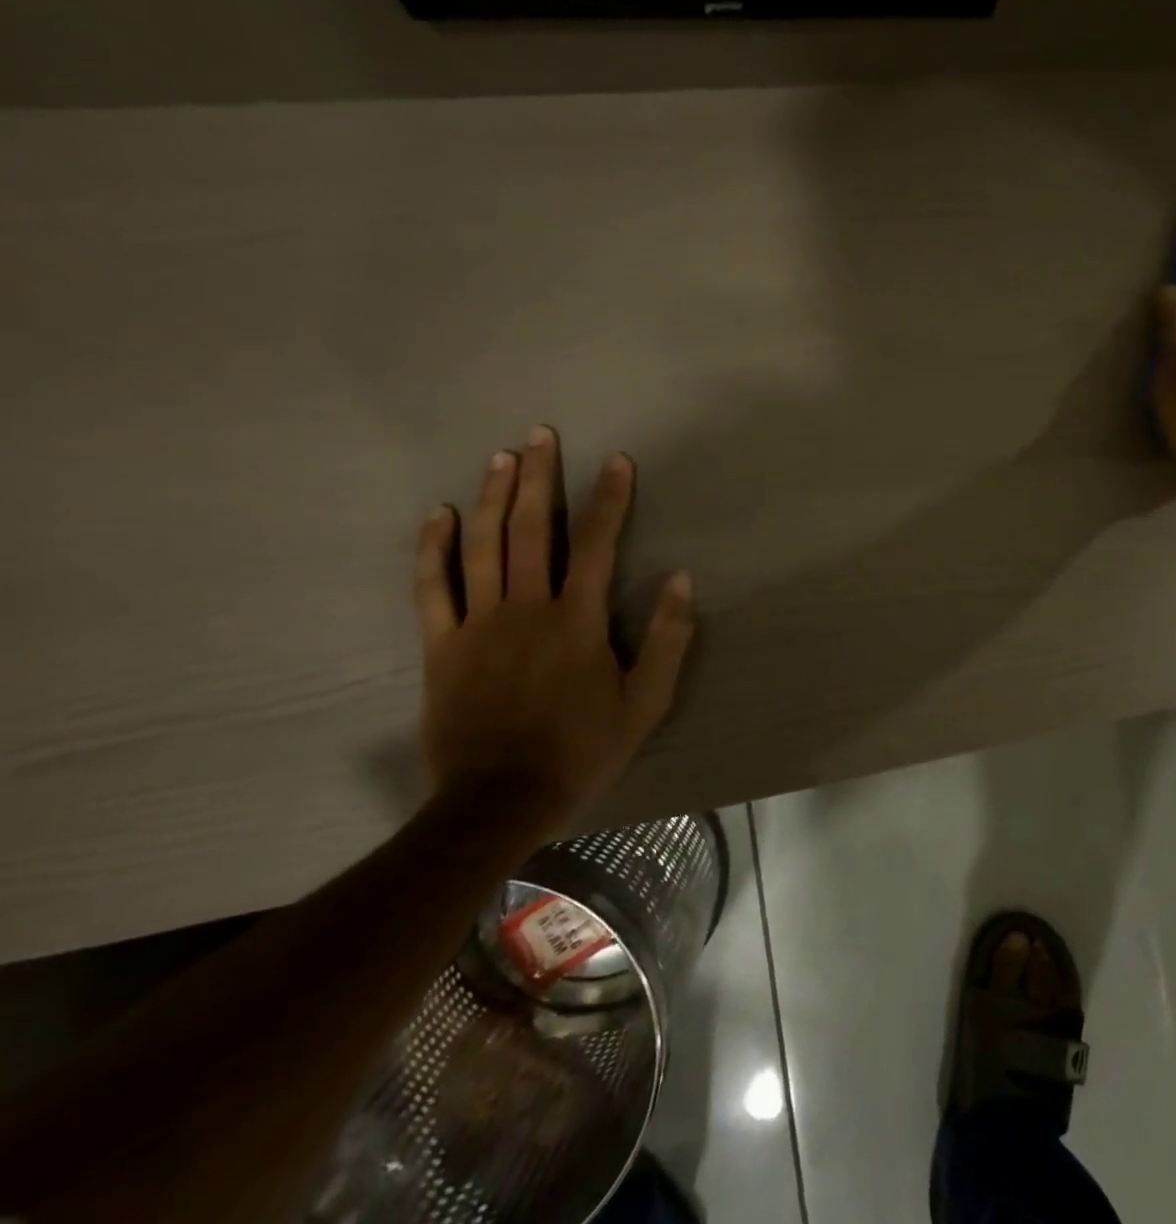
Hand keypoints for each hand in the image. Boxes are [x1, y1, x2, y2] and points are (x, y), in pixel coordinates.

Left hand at [413, 427, 694, 829]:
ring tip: (502, 456)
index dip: (608, 498)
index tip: (617, 461)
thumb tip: (682, 579)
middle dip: (539, 477)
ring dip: (493, 496)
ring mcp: (477, 624)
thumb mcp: (647, 702)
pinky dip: (434, 548)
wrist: (499, 801)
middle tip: (541, 434)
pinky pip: (432, 587)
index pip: (595, 543)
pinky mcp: (441, 646)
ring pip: (482, 546)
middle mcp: (525, 608)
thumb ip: (668, 638)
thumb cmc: (583, 749)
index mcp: (577, 620)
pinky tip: (440, 515)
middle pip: (531, 529)